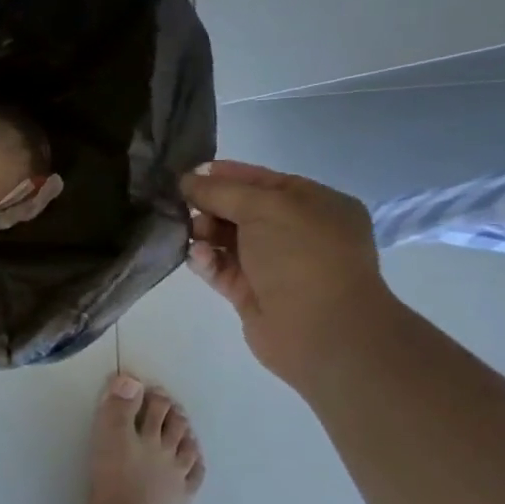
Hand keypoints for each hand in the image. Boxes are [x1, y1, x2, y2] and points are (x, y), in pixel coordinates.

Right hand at [180, 160, 399, 391]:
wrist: (320, 330)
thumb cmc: (302, 255)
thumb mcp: (263, 206)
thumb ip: (221, 191)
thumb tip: (187, 180)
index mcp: (315, 205)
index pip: (263, 181)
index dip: (227, 175)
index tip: (189, 174)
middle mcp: (297, 233)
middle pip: (242, 210)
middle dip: (211, 206)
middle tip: (183, 206)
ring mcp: (275, 265)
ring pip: (228, 240)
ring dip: (205, 233)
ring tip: (191, 234)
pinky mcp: (253, 294)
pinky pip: (222, 269)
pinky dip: (207, 261)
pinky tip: (198, 257)